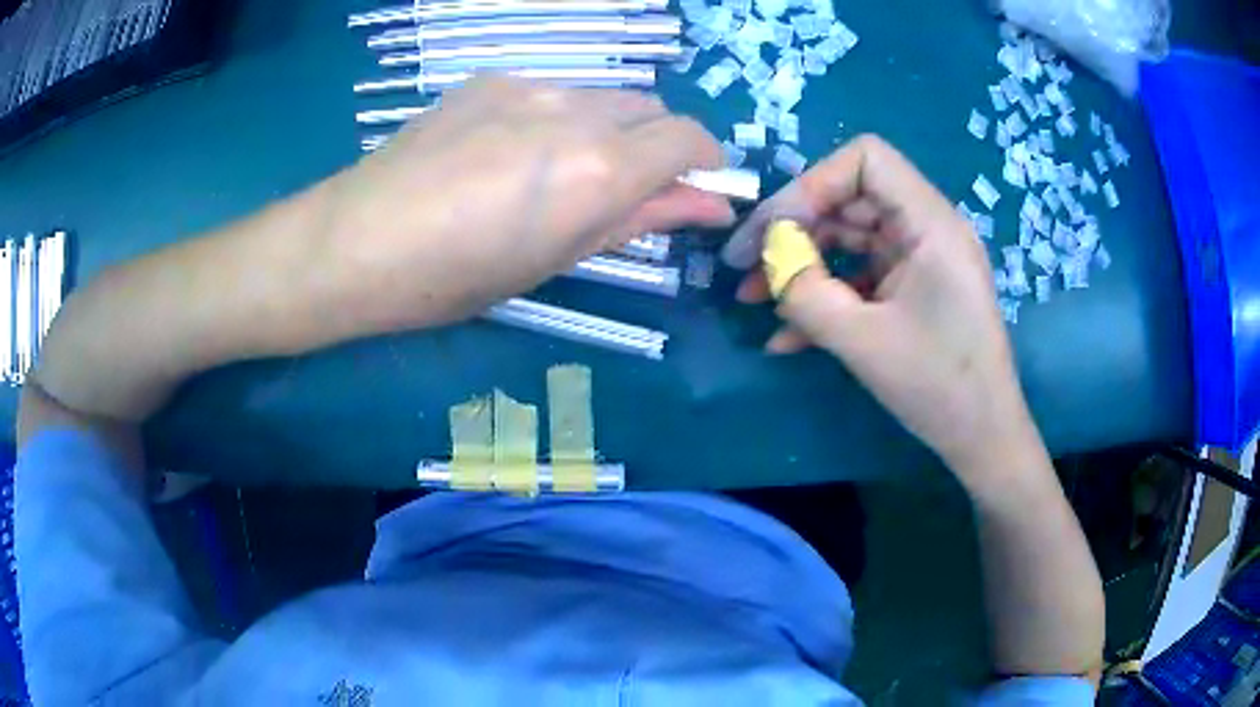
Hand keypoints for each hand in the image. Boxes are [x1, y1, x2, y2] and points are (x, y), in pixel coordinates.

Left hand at [321, 76, 733, 331]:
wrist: (353, 241)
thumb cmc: (454, 277)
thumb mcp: (557, 258)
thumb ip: (642, 219)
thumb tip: (709, 204)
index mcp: (597, 168)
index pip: (688, 137)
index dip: (704, 162)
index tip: (695, 188)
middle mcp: (574, 110)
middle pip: (650, 108)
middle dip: (657, 145)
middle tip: (625, 189)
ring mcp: (528, 85)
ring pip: (601, 97)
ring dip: (608, 129)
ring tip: (557, 173)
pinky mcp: (490, 78)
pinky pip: (552, 90)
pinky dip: (559, 117)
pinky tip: (511, 151)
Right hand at [724, 135, 1039, 478]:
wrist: (982, 438)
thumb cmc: (938, 386)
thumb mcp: (863, 341)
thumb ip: (806, 294)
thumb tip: (770, 264)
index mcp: (930, 223)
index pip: (866, 159)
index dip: (813, 183)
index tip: (776, 230)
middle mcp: (926, 229)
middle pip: (849, 198)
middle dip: (794, 229)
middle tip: (746, 265)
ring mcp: (919, 261)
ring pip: (849, 239)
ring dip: (801, 264)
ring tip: (753, 298)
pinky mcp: (912, 290)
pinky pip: (861, 277)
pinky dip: (825, 296)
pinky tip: (786, 335)